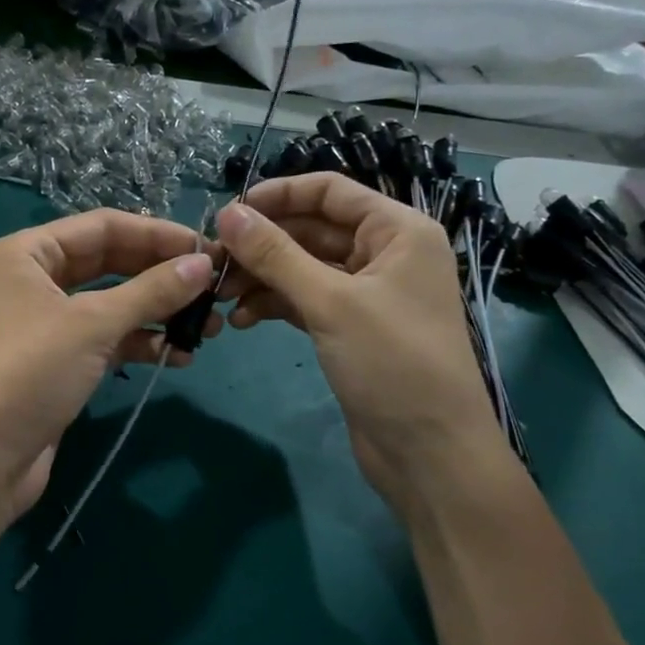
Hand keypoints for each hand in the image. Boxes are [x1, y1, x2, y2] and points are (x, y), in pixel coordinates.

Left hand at [0, 210, 216, 518]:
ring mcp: (46, 323)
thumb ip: (151, 291)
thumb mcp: (92, 324)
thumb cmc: (29, 373)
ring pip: (112, 303)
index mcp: (29, 252)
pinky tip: (178, 355)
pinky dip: (139, 343)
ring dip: (157, 312)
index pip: (103, 226)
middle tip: (215, 288)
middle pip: (110, 262)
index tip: (207, 249)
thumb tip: (203, 263)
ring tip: (208, 327)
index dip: (157, 234)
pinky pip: (106, 339)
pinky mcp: (59, 362)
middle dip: (161, 275)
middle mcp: (35, 279)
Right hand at [214, 173, 503, 513]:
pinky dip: (274, 305)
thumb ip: (275, 254)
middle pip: (312, 229)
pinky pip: (304, 300)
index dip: (279, 194)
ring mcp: (367, 293)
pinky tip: (241, 320)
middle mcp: (385, 254)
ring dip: (262, 277)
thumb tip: (227, 212)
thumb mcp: (330, 302)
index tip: (229, 210)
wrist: (430, 454)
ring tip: (219, 295)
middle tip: (213, 259)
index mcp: (397, 231)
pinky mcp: (350, 328)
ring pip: (303, 267)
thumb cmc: (393, 363)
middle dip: (263, 243)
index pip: (330, 191)